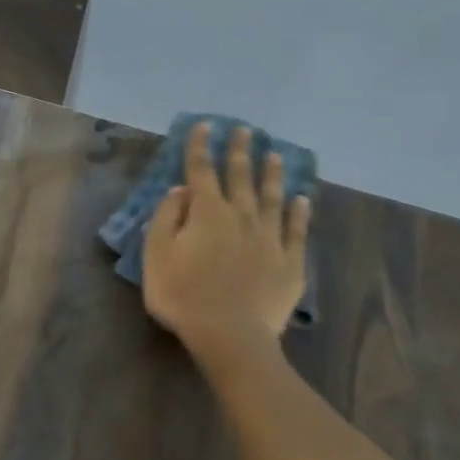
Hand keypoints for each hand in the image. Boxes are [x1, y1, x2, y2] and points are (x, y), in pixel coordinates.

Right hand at [143, 123, 311, 371]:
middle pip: (240, 176)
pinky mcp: (290, 261)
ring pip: (271, 197)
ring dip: (272, 174)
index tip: (205, 125)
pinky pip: (296, 230)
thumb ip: (166, 218)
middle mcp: (240, 216)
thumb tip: (181, 191)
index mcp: (206, 213)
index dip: (201, 147)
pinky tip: (302, 199)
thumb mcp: (156, 255)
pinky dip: (299, 212)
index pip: (201, 171)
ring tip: (275, 154)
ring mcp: (269, 238)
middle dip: (239, 151)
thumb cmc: (182, 295)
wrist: (230, 334)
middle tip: (244, 129)